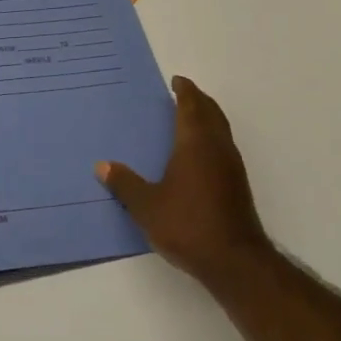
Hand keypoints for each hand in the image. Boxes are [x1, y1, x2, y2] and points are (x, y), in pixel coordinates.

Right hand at [96, 77, 274, 290]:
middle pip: (212, 114)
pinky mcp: (237, 186)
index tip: (177, 81)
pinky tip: (197, 155)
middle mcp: (217, 149)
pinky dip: (211, 139)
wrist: (234, 260)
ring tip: (188, 119)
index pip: (192, 107)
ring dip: (207, 119)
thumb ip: (125, 184)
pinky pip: (223, 148)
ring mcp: (232, 168)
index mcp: (195, 145)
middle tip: (183, 94)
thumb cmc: (187, 225)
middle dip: (199, 100)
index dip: (185, 91)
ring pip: (221, 131)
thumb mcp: (146, 206)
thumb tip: (103, 166)